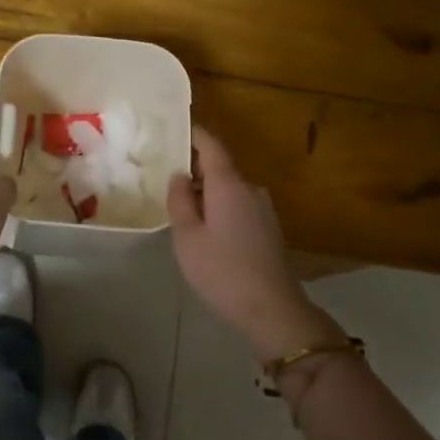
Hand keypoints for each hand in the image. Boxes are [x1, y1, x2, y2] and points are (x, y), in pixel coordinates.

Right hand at [167, 128, 344, 359]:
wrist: (272, 309)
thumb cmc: (222, 271)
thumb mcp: (187, 237)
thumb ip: (179, 200)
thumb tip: (179, 175)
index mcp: (228, 184)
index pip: (211, 145)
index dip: (193, 135)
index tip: (173, 131)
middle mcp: (250, 188)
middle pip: (220, 167)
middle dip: (195, 170)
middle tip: (167, 180)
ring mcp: (263, 208)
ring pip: (229, 189)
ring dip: (208, 193)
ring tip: (183, 211)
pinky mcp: (269, 228)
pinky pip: (239, 206)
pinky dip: (221, 208)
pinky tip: (207, 232)